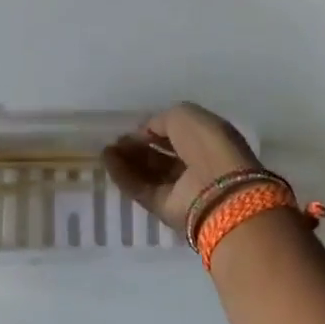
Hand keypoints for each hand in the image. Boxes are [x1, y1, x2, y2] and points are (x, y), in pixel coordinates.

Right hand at [103, 102, 259, 235]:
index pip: (178, 134)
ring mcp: (181, 189)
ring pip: (150, 172)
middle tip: (117, 141)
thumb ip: (163, 120)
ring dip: (127, 160)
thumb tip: (146, 132)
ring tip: (107, 150)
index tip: (135, 128)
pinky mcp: (165, 208)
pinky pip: (141, 189)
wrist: (217, 190)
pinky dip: (123, 175)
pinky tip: (107, 161)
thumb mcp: (185, 116)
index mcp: (209, 140)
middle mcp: (197, 165)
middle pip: (162, 155)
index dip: (156, 129)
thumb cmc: (207, 144)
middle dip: (139, 146)